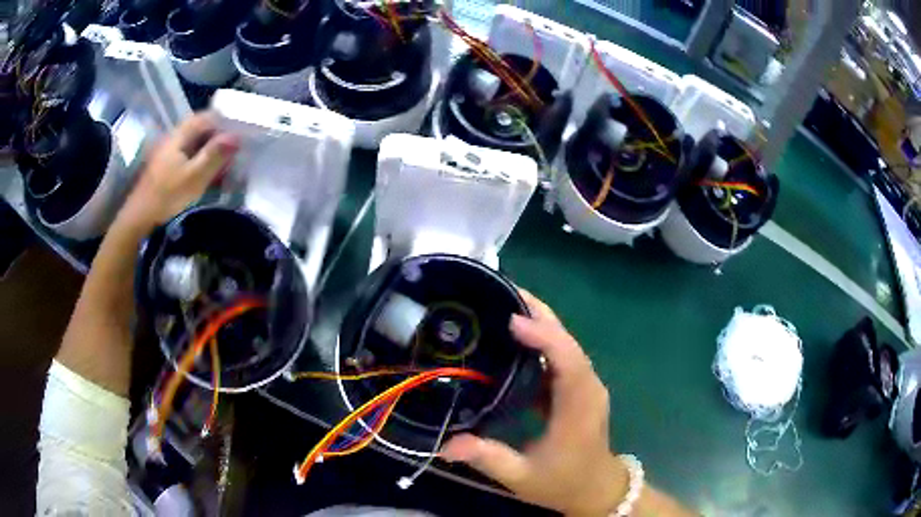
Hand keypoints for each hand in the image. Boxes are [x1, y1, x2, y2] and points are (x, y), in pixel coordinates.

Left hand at [118, 112, 238, 229]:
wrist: (139, 218)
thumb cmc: (167, 196)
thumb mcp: (195, 177)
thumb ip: (215, 155)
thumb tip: (236, 136)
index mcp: (179, 135)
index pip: (206, 117)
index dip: (224, 122)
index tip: (239, 134)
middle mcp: (173, 137)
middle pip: (200, 129)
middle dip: (217, 137)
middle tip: (233, 153)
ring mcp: (167, 151)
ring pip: (193, 143)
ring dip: (209, 150)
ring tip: (222, 165)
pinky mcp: (164, 165)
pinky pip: (187, 155)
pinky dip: (198, 159)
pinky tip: (205, 173)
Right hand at [441, 290, 627, 515]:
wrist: (595, 489)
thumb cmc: (562, 483)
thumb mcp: (522, 477)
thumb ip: (487, 459)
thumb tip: (445, 445)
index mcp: (578, 407)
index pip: (569, 362)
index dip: (545, 337)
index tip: (512, 320)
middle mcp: (587, 387)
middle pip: (567, 341)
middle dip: (538, 313)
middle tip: (501, 290)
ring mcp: (584, 385)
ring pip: (564, 343)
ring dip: (538, 320)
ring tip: (501, 303)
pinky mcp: (577, 387)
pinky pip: (559, 355)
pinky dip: (539, 339)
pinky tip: (512, 335)